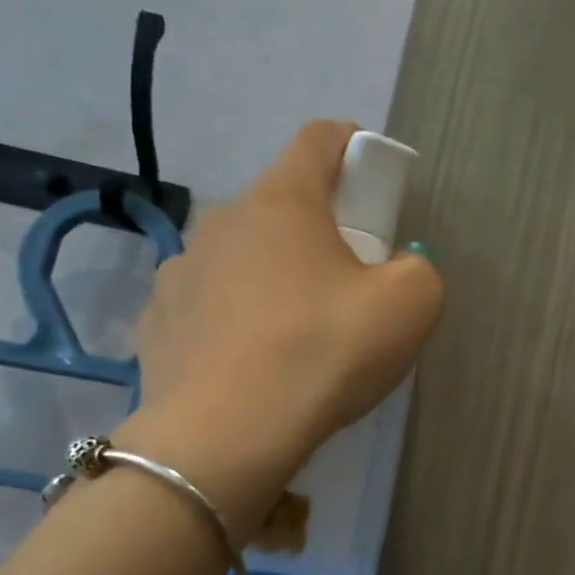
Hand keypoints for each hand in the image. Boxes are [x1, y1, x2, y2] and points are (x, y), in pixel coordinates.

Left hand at [120, 120, 442, 507]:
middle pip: (280, 206)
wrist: (228, 435)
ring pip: (240, 259)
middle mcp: (221, 223)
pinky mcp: (157, 324)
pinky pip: (208, 307)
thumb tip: (395, 269)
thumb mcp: (410, 306)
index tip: (374, 180)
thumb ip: (418, 270)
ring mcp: (179, 273)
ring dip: (271, 278)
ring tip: (294, 336)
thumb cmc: (325, 352)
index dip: (353, 145)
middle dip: (318, 231)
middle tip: (347, 284)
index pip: (319, 139)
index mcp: (282, 203)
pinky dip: (234, 322)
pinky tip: (251, 365)